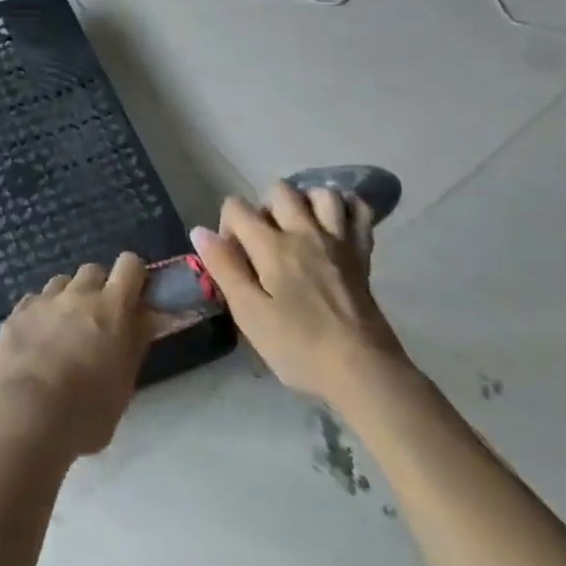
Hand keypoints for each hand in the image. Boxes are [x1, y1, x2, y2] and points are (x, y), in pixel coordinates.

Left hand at [0, 254, 153, 460]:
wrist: (27, 416)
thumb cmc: (86, 412)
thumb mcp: (124, 383)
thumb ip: (135, 342)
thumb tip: (147, 317)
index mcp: (111, 309)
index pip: (130, 265)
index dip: (134, 276)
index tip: (134, 297)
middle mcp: (78, 294)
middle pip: (93, 270)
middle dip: (99, 289)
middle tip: (99, 321)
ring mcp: (44, 300)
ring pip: (62, 283)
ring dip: (69, 299)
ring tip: (65, 331)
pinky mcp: (18, 311)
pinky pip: (36, 300)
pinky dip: (42, 313)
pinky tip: (38, 340)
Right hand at [189, 181, 408, 405]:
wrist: (366, 374)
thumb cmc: (300, 347)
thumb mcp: (249, 314)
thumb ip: (224, 267)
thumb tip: (199, 231)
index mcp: (272, 246)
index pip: (237, 206)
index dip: (227, 226)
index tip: (233, 257)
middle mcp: (305, 232)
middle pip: (279, 190)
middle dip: (265, 208)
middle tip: (264, 243)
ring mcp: (338, 241)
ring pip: (321, 193)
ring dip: (306, 202)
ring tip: (298, 228)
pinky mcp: (363, 256)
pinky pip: (358, 212)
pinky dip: (346, 208)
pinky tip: (335, 223)